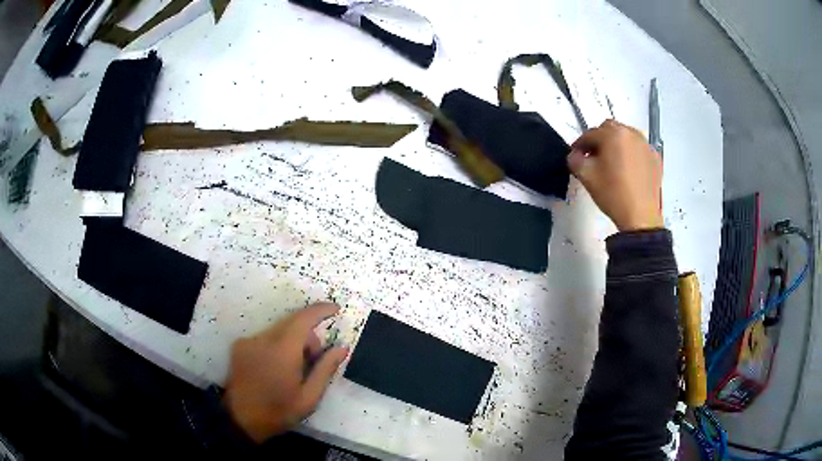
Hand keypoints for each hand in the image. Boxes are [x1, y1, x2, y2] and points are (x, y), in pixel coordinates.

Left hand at [224, 302, 348, 442]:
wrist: (240, 419)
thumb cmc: (279, 411)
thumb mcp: (309, 397)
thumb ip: (325, 369)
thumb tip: (342, 348)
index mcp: (283, 351)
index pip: (304, 319)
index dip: (321, 310)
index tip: (336, 309)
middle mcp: (263, 338)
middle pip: (292, 323)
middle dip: (308, 336)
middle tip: (314, 361)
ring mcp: (248, 341)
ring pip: (279, 329)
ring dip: (292, 342)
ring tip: (293, 369)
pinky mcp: (239, 346)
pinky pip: (265, 337)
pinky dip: (276, 345)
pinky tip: (276, 368)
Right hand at [567, 119, 663, 230]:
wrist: (641, 218)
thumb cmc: (613, 194)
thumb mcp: (586, 177)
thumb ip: (574, 160)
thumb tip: (575, 155)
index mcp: (613, 134)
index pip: (590, 134)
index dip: (579, 144)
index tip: (575, 155)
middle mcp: (631, 133)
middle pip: (609, 129)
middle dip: (599, 140)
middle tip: (593, 156)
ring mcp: (646, 145)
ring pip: (626, 136)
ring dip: (616, 144)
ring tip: (612, 161)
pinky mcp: (655, 158)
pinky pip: (639, 148)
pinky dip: (631, 153)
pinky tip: (628, 168)